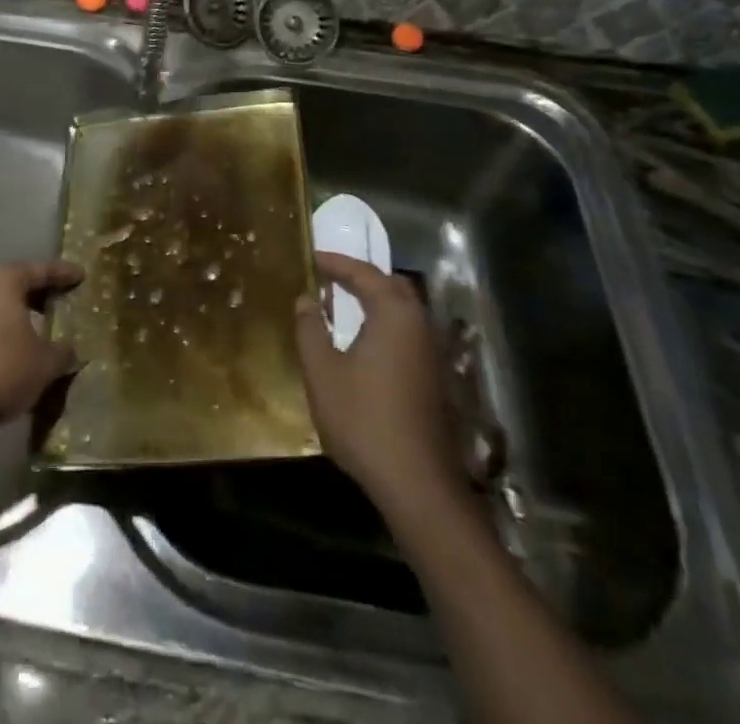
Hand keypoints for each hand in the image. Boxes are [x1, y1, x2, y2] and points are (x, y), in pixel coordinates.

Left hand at [0, 260, 81, 432]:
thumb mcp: (44, 364)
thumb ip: (64, 351)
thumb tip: (71, 350)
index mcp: (5, 279)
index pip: (43, 269)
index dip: (65, 274)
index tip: (82, 275)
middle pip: (20, 283)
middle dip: (44, 293)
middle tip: (67, 300)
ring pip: (3, 303)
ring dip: (24, 313)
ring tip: (46, 326)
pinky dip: (7, 327)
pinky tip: (19, 346)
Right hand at [295, 253, 469, 516]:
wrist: (417, 484)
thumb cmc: (364, 420)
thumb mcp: (322, 372)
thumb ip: (310, 329)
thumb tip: (306, 299)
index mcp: (393, 313)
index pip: (364, 272)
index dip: (335, 262)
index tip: (311, 257)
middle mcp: (418, 323)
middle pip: (391, 285)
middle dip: (361, 276)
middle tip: (330, 277)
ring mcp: (431, 352)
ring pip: (403, 310)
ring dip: (374, 300)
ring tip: (342, 305)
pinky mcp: (433, 377)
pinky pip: (406, 332)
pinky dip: (384, 323)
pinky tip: (363, 342)